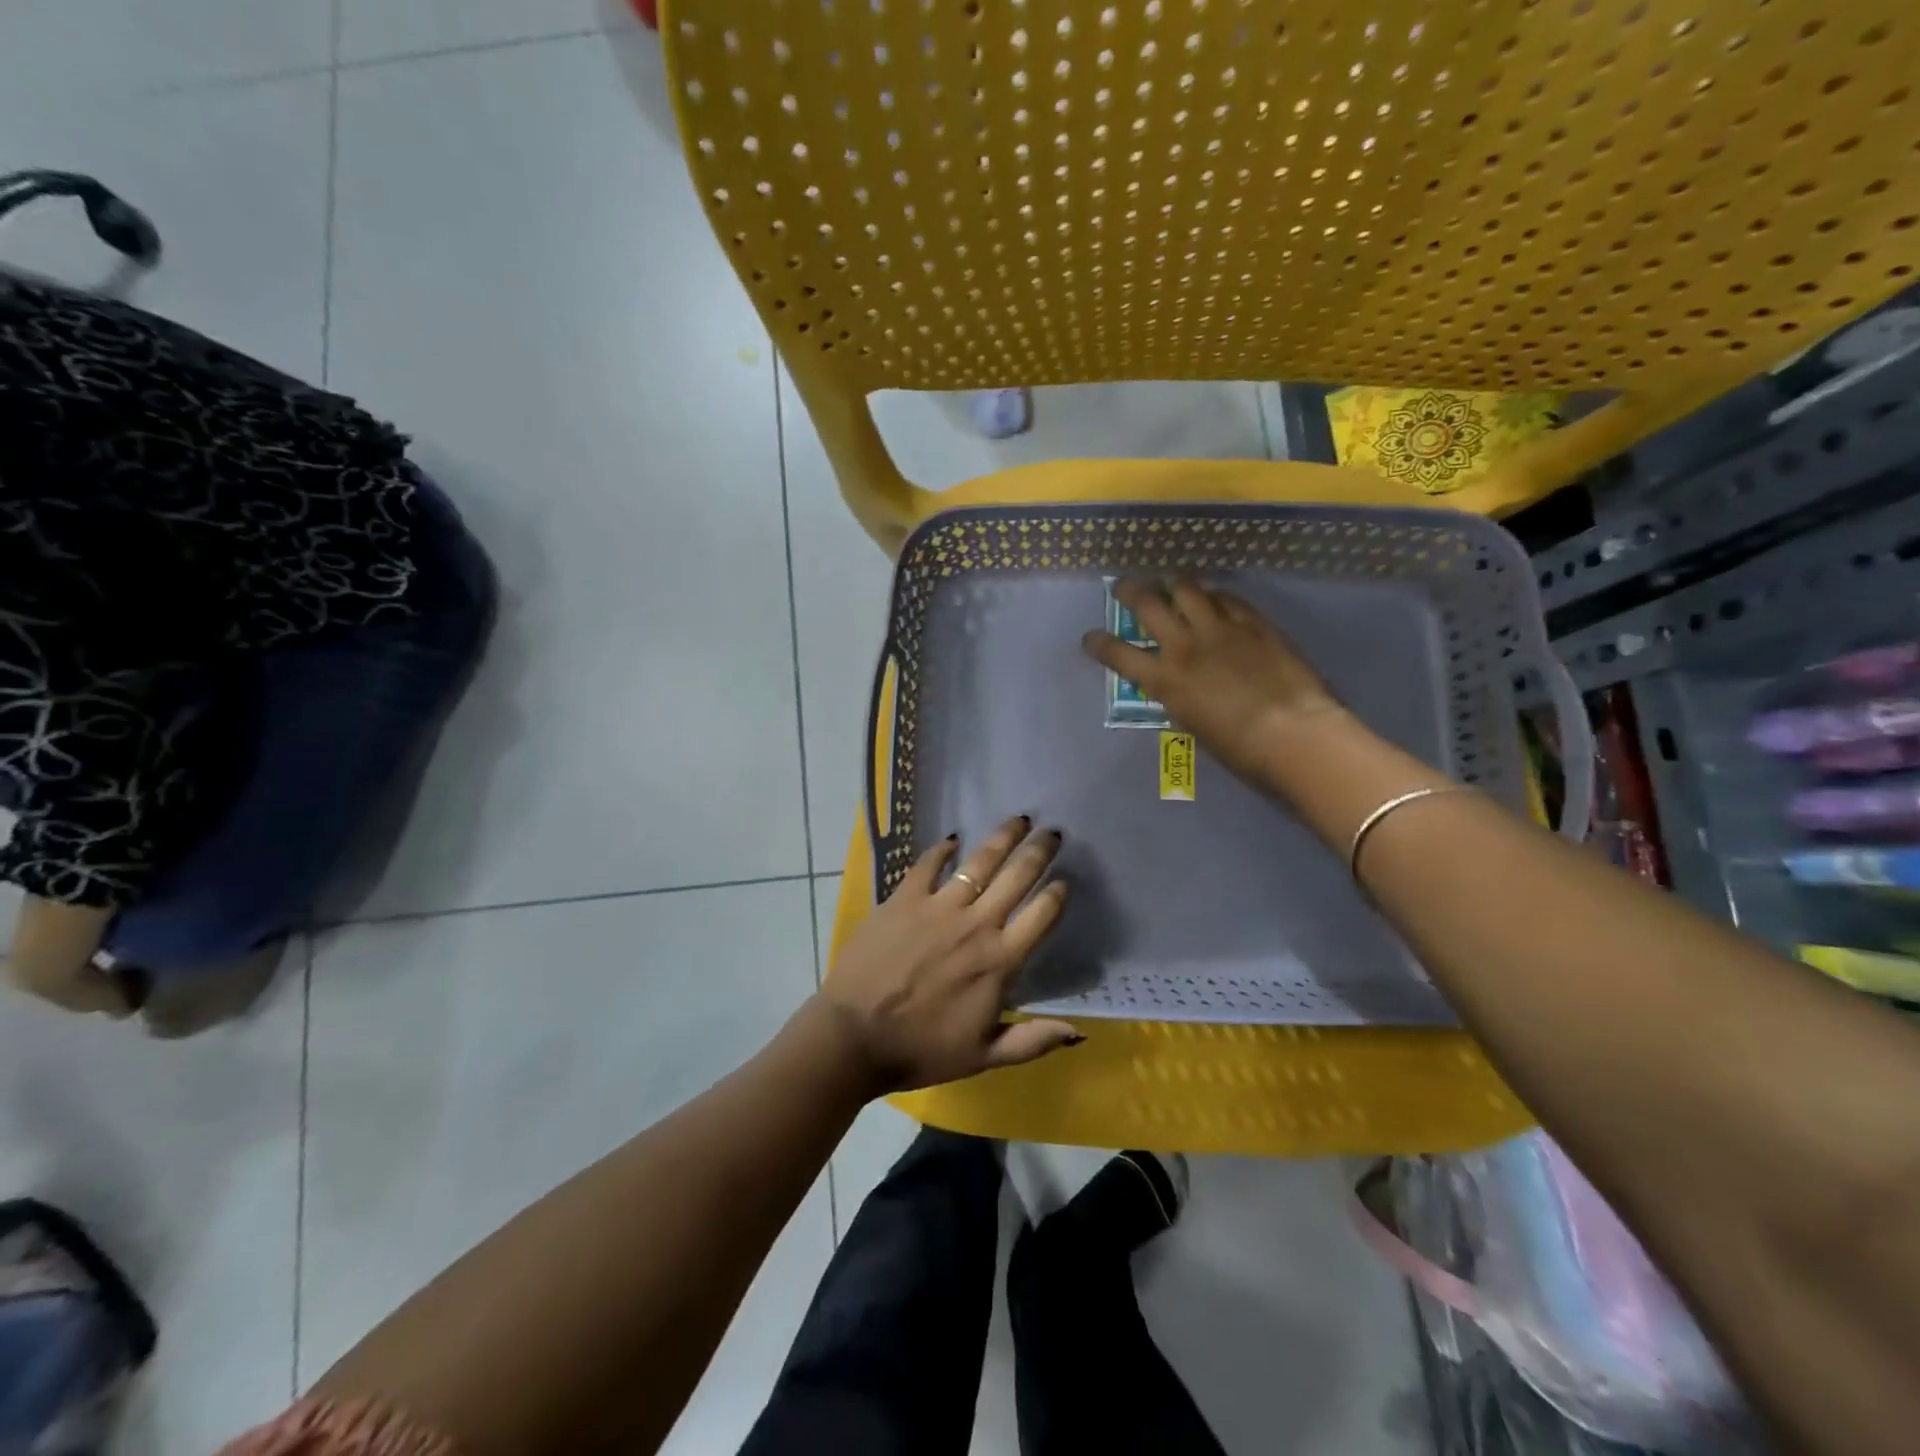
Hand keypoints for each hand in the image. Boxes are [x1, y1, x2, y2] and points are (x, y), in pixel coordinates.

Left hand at [814, 815, 1080, 1093]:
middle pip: (1017, 877)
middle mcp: (976, 924)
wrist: (854, 1036)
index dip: (1057, 893)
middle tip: (1052, 832)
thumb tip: (1078, 1032)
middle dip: (1039, 852)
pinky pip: (928, 864)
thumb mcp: (983, 1056)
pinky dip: (942, 849)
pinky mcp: (903, 899)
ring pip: (979, 862)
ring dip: (1002, 838)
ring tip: (1018, 820)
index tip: (1065, 879)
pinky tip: (953, 839)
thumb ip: (1033, 1041)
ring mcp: (938, 907)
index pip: (1042, 915)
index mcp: (999, 961)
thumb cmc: (921, 1049)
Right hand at [1082, 577, 1345, 782]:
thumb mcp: (1192, 725)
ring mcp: (1220, 628)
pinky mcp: (1253, 622)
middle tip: (1123, 587)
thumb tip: (1177, 686)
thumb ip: (1178, 697)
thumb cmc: (1238, 748)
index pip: (1118, 654)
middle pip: (1147, 604)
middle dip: (1128, 591)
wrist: (1292, 733)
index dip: (1098, 643)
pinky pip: (1228, 598)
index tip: (1090, 638)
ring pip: (1186, 588)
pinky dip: (1214, 596)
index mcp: (1164, 679)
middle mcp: (1184, 645)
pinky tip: (1214, 597)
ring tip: (1169, 582)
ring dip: (1172, 583)